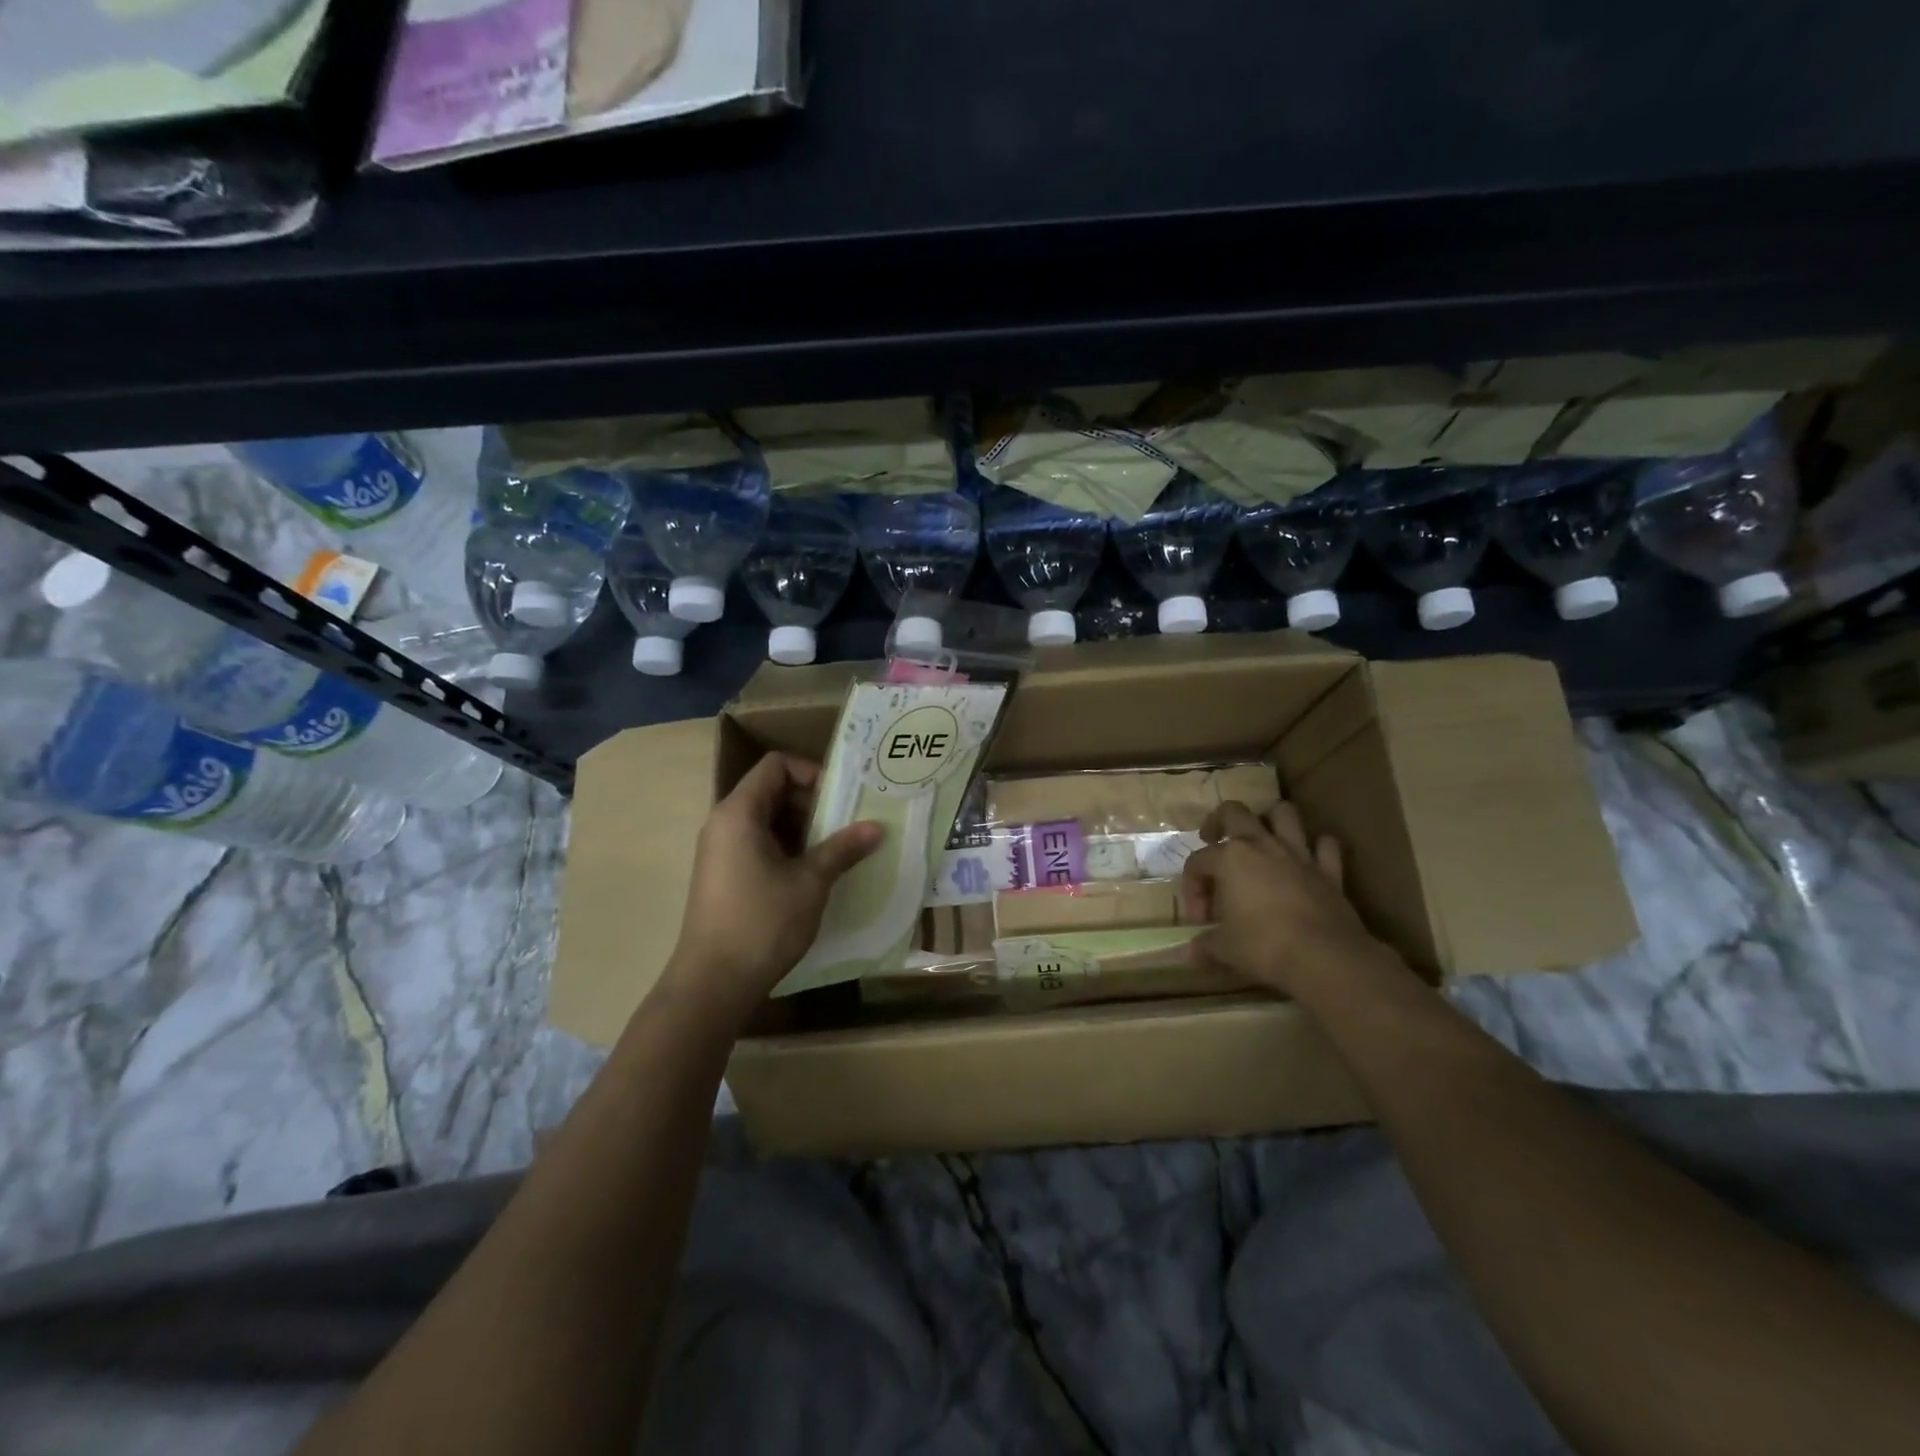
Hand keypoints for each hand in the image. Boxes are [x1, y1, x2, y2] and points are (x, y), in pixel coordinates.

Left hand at [662, 752, 882, 1019]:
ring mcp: (720, 851)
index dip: (811, 773)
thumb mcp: (810, 882)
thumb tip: (877, 827)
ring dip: (802, 829)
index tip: (840, 799)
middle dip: (812, 803)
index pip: (776, 765)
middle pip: (771, 790)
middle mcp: (724, 823)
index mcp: (739, 813)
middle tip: (845, 826)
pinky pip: (758, 844)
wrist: (713, 983)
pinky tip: (812, 874)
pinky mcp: (723, 875)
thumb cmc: (762, 923)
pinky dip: (786, 849)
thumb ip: (843, 849)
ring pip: (767, 820)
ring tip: (835, 851)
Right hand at [1181, 800, 1395, 996]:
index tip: (1199, 920)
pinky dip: (1317, 847)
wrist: (1324, 958)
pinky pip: (1326, 846)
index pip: (1198, 861)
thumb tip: (1191, 953)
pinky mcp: (1329, 871)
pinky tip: (1309, 859)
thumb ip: (1206, 945)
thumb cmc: (1264, 946)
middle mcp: (1262, 845)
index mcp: (1229, 858)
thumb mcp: (1225, 948)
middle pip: (1234, 813)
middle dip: (1219, 822)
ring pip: (1284, 814)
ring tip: (1261, 838)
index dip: (1192, 888)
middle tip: (1214, 840)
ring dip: (1270, 820)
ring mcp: (1298, 854)